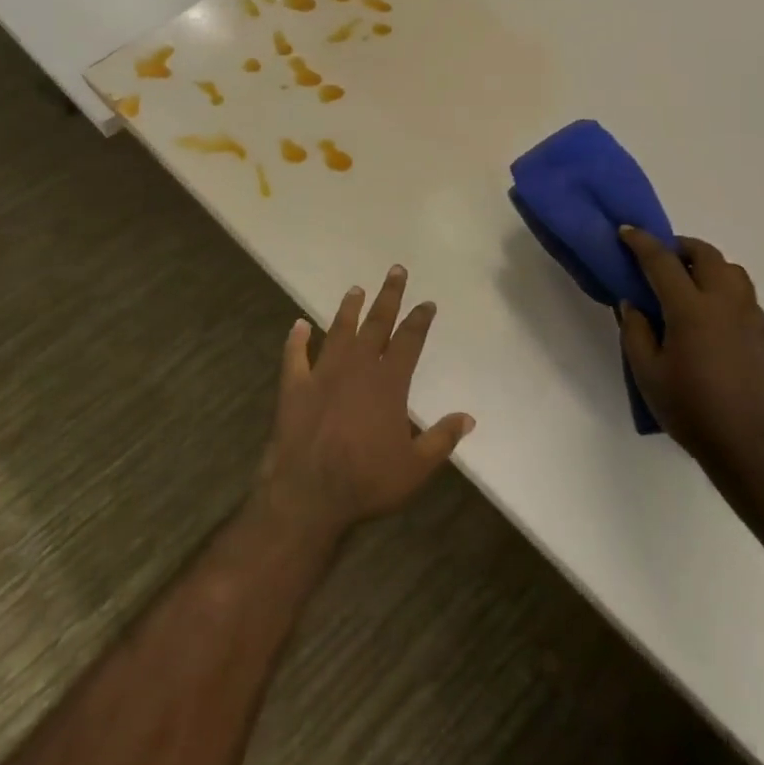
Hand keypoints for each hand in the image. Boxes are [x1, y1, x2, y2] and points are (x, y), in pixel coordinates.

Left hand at [256, 267, 474, 543]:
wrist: (308, 494)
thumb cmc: (367, 481)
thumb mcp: (415, 467)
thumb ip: (442, 439)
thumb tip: (469, 418)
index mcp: (388, 382)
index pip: (409, 341)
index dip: (420, 319)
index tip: (427, 303)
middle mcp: (357, 367)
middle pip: (376, 323)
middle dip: (389, 296)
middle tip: (396, 270)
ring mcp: (322, 374)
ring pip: (338, 331)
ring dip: (348, 309)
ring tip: (356, 289)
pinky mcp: (294, 386)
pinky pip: (295, 356)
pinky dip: (296, 340)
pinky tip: (298, 325)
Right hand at [618, 228, 763, 492]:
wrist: (752, 448)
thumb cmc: (692, 410)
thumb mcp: (647, 374)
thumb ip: (637, 333)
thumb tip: (635, 304)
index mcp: (691, 309)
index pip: (662, 262)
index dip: (641, 242)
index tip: (626, 231)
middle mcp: (725, 304)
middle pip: (708, 255)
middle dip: (682, 247)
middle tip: (662, 256)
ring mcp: (752, 320)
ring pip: (735, 273)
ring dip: (710, 266)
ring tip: (691, 283)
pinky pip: (747, 300)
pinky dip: (727, 294)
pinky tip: (715, 319)